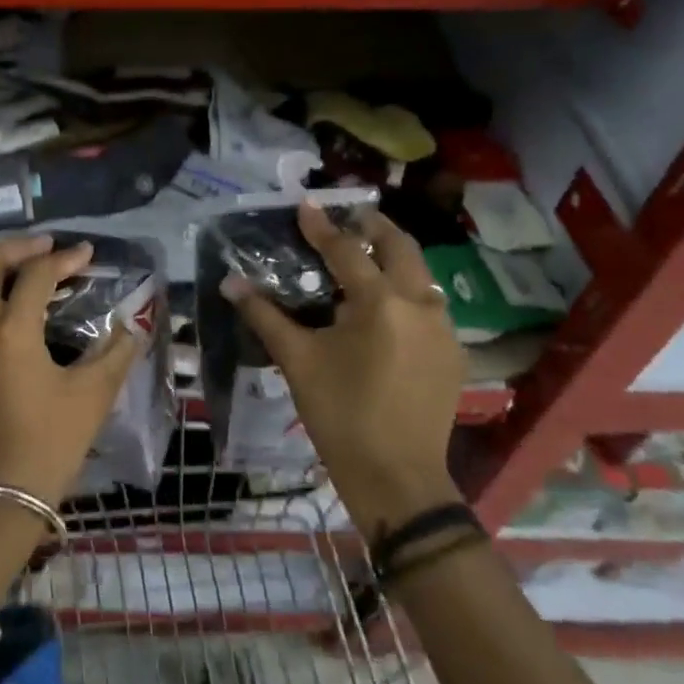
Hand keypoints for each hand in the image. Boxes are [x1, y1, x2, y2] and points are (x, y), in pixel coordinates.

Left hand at [0, 235, 141, 512]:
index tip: (88, 254)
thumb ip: (116, 353)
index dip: (65, 258)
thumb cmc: (51, 441)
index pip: (36, 275)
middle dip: (14, 248)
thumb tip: (132, 327)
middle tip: (44, 247)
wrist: (4, 493)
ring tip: (5, 268)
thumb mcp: (93, 395)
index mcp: (12, 330)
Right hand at [223, 203, 464, 534]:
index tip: (306, 205)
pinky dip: (407, 289)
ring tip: (366, 255)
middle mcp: (420, 305)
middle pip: (400, 247)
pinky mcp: (453, 352)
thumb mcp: (298, 361)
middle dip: (373, 226)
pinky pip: (429, 304)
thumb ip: (265, 316)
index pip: (347, 250)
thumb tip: (230, 283)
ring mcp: (444, 329)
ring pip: (421, 274)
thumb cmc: (340, 414)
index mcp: (381, 303)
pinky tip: (386, 305)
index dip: (322, 226)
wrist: (397, 477)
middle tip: (348, 218)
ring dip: (394, 257)